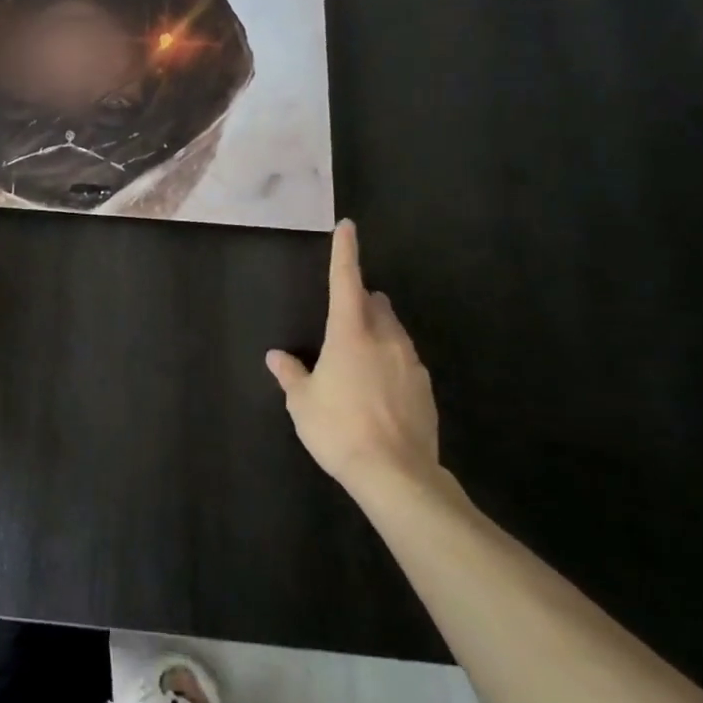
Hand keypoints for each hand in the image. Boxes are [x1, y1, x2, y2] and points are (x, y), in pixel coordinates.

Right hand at [266, 219, 439, 499]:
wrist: (398, 476)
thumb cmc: (339, 428)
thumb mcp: (303, 402)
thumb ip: (291, 374)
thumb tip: (276, 357)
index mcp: (350, 333)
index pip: (346, 280)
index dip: (345, 252)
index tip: (347, 227)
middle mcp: (384, 339)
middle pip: (375, 305)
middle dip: (363, 299)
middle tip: (347, 308)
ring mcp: (410, 364)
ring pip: (394, 332)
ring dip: (379, 329)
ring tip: (362, 349)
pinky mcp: (426, 390)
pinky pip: (405, 362)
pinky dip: (391, 361)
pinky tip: (380, 387)